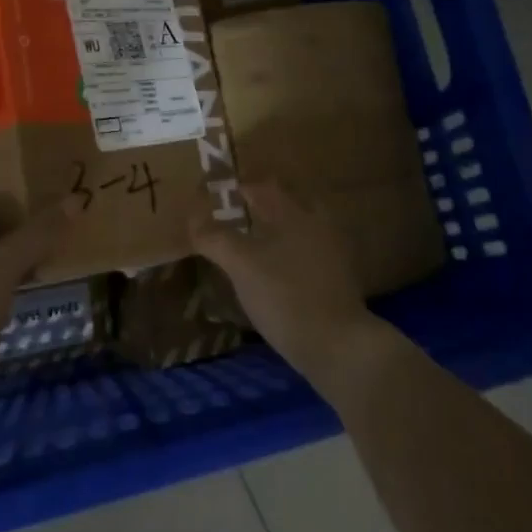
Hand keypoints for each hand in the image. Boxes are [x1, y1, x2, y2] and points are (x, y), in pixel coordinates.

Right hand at [189, 183, 379, 381]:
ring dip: (278, 231)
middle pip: (288, 205)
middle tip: (237, 214)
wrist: (337, 345)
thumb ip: (216, 238)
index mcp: (295, 214)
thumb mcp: (242, 265)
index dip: (241, 187)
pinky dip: (290, 255)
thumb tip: (193, 218)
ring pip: (301, 231)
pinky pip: (309, 255)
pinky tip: (276, 271)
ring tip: (253, 243)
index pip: (264, 188)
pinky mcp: (338, 281)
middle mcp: (318, 226)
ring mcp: (333, 254)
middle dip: (264, 206)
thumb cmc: (285, 296)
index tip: (219, 192)